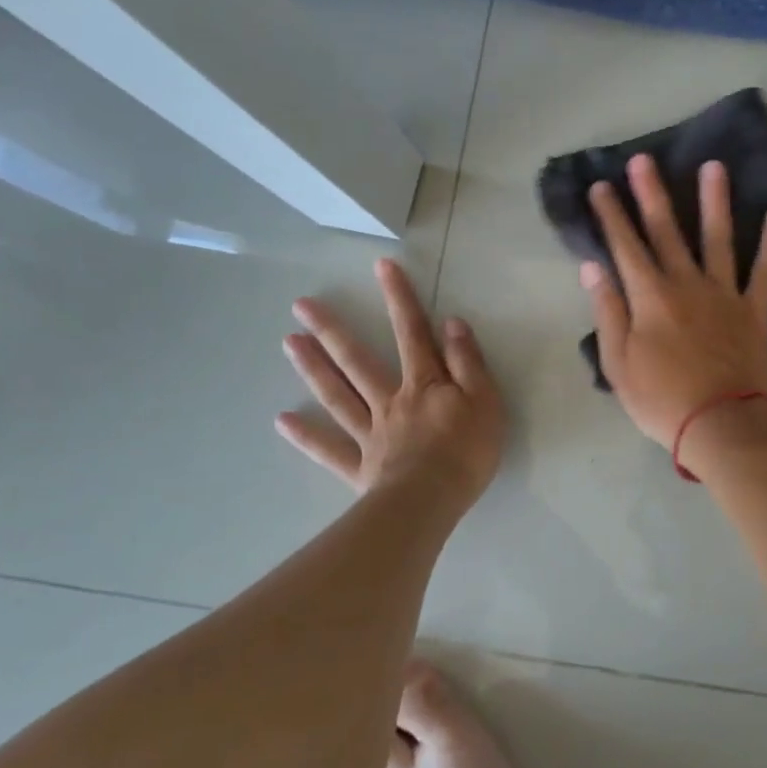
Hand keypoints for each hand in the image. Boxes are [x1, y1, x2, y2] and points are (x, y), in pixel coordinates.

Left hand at [277, 258, 504, 505]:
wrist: (432, 501)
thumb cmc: (467, 451)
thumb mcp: (485, 400)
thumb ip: (468, 361)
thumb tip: (451, 323)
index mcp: (424, 384)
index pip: (412, 333)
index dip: (399, 298)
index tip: (381, 266)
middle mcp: (390, 401)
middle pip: (358, 361)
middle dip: (333, 330)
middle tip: (302, 305)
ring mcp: (370, 433)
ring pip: (337, 396)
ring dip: (313, 368)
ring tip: (288, 342)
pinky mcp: (360, 467)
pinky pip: (329, 449)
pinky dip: (306, 436)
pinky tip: (282, 421)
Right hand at [582, 153, 766, 447]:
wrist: (720, 425)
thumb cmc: (661, 400)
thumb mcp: (618, 363)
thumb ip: (607, 311)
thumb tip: (592, 267)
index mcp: (650, 297)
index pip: (625, 246)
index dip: (611, 215)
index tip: (601, 186)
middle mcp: (686, 284)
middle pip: (666, 231)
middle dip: (652, 194)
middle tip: (644, 160)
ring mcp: (724, 294)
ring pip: (718, 238)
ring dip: (714, 201)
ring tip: (714, 166)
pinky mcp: (754, 310)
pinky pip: (766, 271)